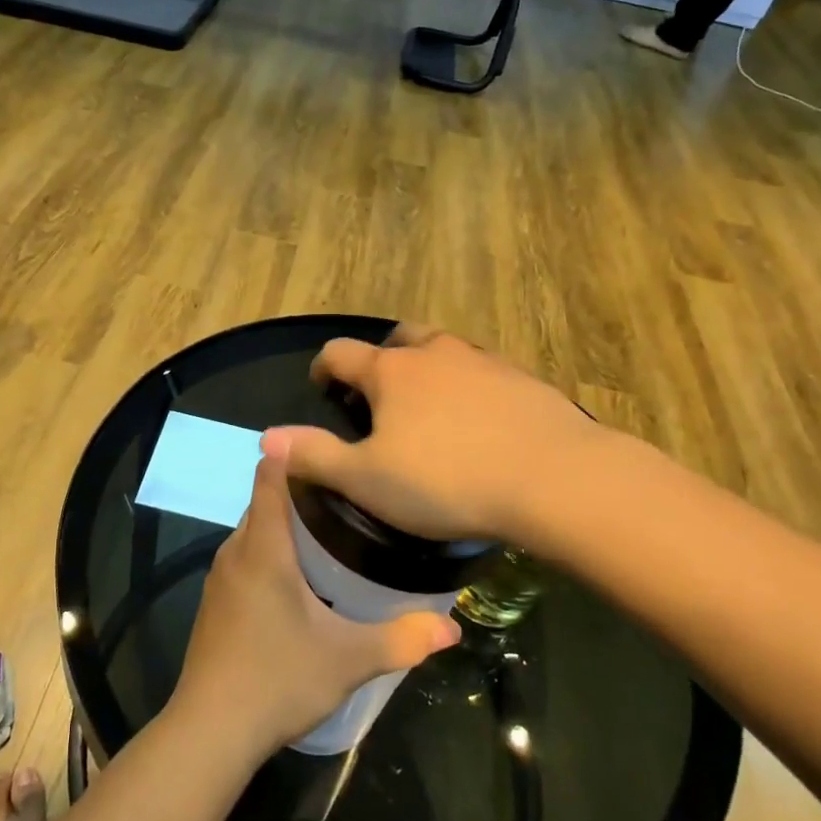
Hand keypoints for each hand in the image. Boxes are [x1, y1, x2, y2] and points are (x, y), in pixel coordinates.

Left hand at [172, 454, 459, 758]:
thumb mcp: (348, 659)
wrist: (210, 731)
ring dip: (282, 525)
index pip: (269, 477)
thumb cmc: (278, 679)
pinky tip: (296, 579)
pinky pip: (244, 558)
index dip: (291, 455)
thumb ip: (401, 639)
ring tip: (327, 530)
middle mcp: (236, 551)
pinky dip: (268, 552)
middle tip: (346, 494)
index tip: (324, 447)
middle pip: (264, 503)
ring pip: (252, 532)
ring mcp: (220, 578)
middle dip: (298, 493)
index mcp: (264, 548)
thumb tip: (452, 627)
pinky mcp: (214, 603)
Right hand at [264, 326, 612, 549]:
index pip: (341, 353)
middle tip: (379, 393)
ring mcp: (482, 361)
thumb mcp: (367, 479)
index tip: (321, 385)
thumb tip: (266, 437)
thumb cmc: (447, 480)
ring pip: (444, 350)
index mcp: (390, 372)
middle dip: (381, 359)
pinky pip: (484, 372)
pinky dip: (470, 386)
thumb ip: (314, 456)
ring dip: (428, 368)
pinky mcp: (522, 378)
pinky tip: (480, 422)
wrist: (553, 478)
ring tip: (430, 406)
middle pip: (398, 340)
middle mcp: (434, 353)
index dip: (324, 367)